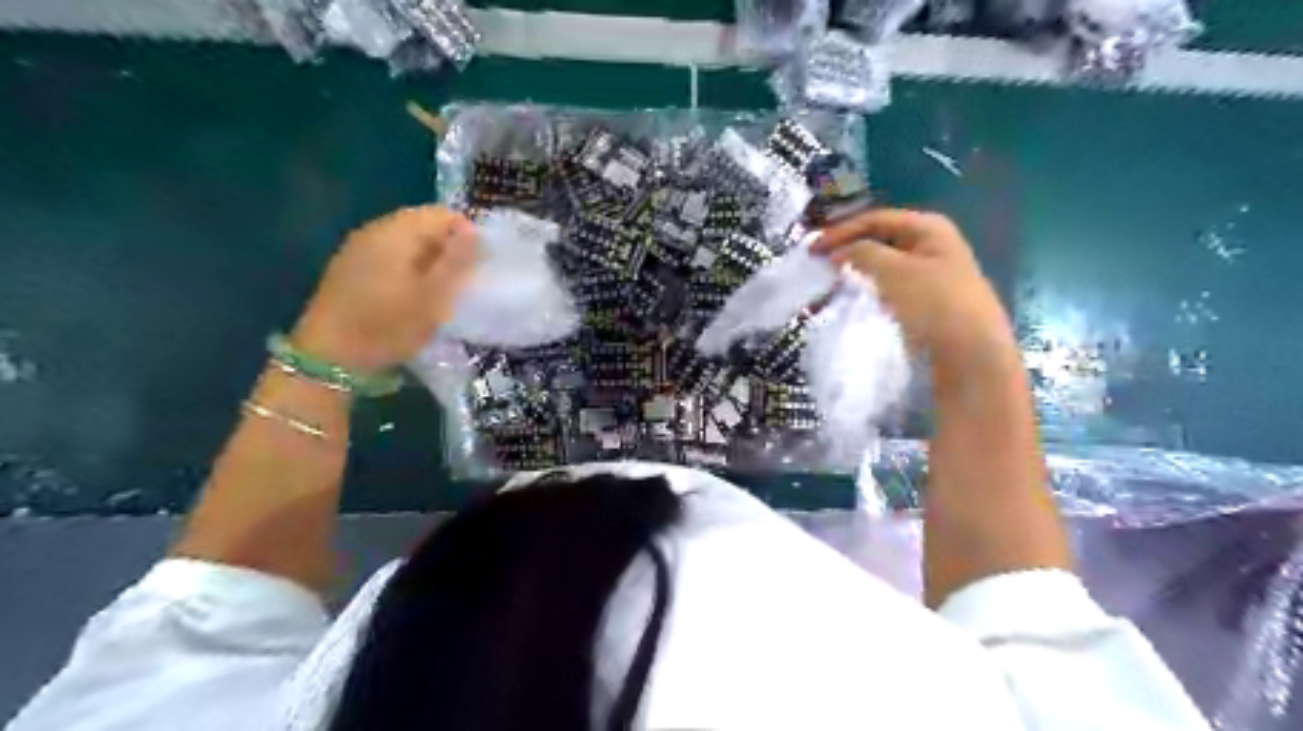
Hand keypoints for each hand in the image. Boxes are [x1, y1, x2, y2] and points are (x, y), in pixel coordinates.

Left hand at [292, 209, 480, 374]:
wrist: (330, 358)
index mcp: (397, 232)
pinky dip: (408, 265)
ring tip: (439, 289)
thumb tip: (474, 231)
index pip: (443, 214)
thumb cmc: (388, 327)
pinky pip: (389, 253)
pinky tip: (411, 293)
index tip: (476, 267)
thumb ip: (456, 261)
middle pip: (423, 223)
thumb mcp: (434, 298)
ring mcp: (358, 247)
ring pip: (406, 239)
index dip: (467, 235)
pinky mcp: (349, 266)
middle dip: (447, 246)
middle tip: (461, 280)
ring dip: (428, 257)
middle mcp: (375, 230)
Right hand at [812, 208, 1015, 370]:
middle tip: (819, 262)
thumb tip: (839, 252)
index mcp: (928, 227)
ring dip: (858, 268)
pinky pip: (892, 284)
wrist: (972, 352)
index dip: (841, 231)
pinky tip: (858, 295)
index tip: (812, 250)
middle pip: (881, 238)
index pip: (875, 219)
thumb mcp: (894, 271)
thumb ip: (862, 253)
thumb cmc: (934, 302)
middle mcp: (932, 243)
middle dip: (849, 247)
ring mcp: (932, 272)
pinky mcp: (928, 299)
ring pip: (885, 262)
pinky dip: (871, 285)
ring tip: (833, 278)